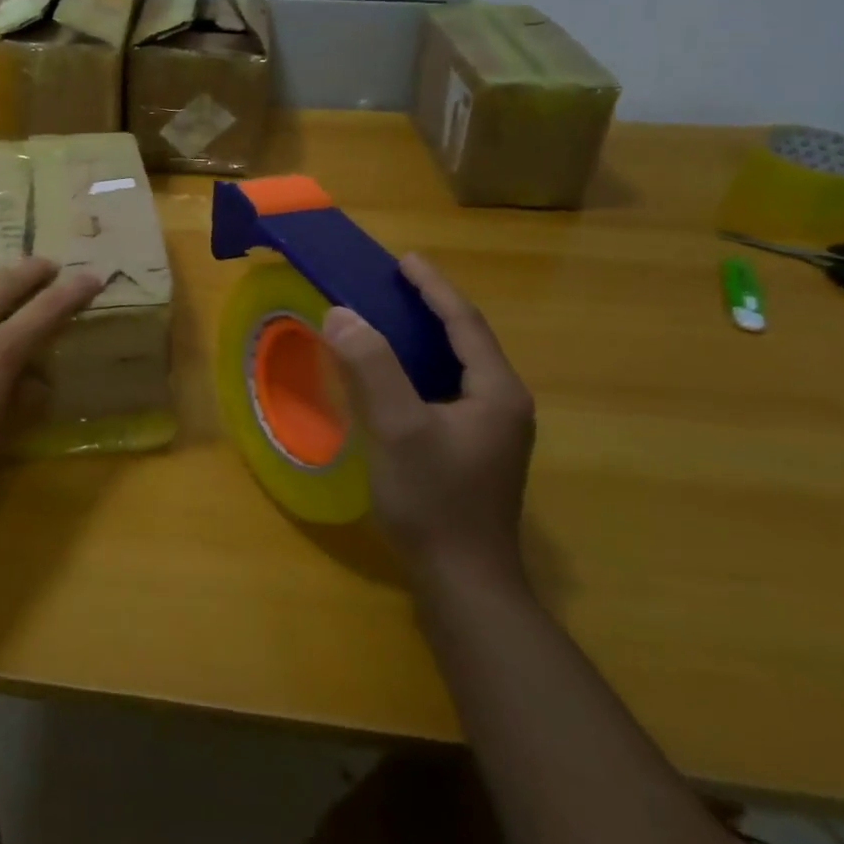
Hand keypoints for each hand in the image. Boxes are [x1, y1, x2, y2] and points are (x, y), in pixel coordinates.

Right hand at [322, 253, 534, 590]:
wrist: (464, 583)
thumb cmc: (434, 500)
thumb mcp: (398, 428)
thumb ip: (371, 367)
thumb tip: (341, 313)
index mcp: (496, 392)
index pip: (465, 323)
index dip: (434, 287)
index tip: (404, 260)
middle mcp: (503, 406)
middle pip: (466, 341)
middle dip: (430, 307)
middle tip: (391, 284)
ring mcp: (491, 432)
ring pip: (456, 367)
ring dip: (424, 337)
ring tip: (387, 318)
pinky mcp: (473, 451)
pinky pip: (446, 390)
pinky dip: (419, 369)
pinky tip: (392, 375)